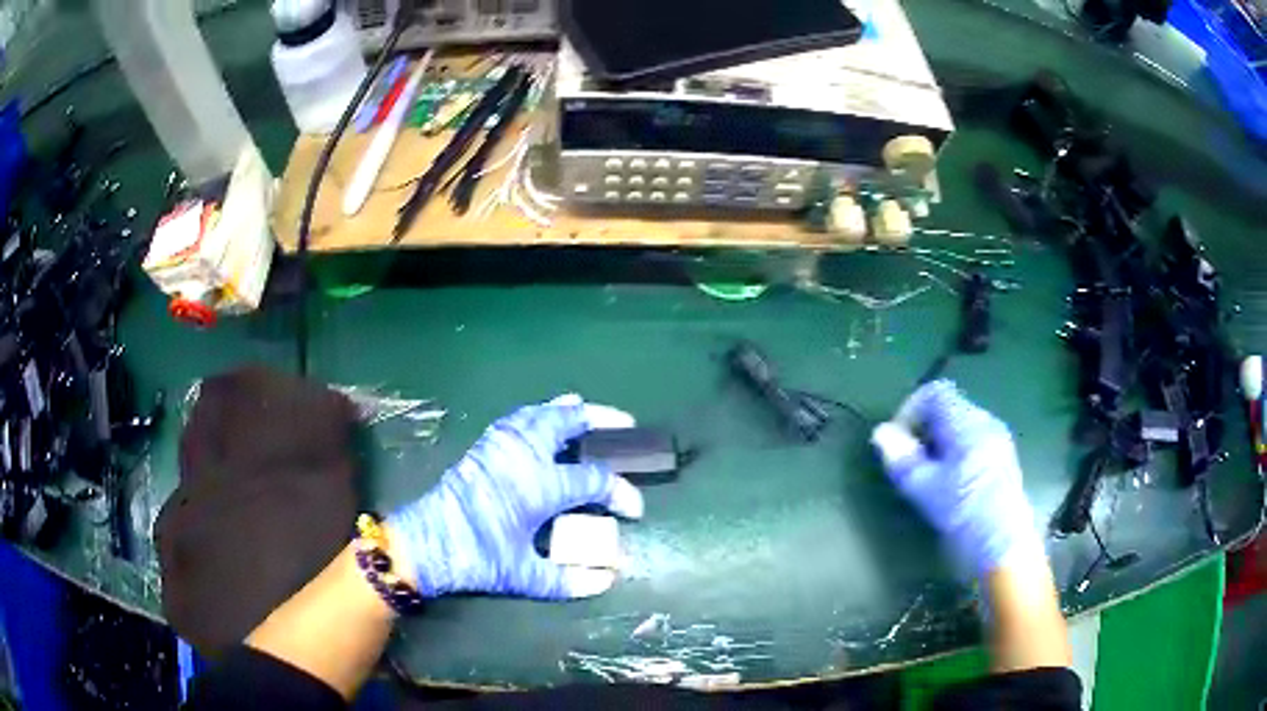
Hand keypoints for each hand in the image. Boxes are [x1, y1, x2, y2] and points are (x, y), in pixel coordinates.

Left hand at [388, 394, 644, 599]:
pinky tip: (544, 418)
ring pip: (540, 413)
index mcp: (539, 486)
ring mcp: (500, 445)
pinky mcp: (483, 446)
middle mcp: (523, 455)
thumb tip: (607, 580)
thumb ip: (568, 580)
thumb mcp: (524, 577)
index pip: (594, 480)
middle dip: (602, 420)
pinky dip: (539, 413)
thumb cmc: (477, 558)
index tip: (634, 510)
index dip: (621, 493)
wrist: (426, 542)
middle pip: (568, 423)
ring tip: (587, 412)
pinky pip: (518, 418)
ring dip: (569, 411)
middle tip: (625, 425)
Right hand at [870, 380, 1038, 576]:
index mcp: (967, 422)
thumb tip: (881, 434)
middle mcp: (986, 422)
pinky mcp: (1004, 462)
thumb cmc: (963, 513)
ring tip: (928, 478)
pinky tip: (951, 487)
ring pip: (961, 429)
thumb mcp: (925, 489)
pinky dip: (956, 455)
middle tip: (910, 464)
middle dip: (923, 431)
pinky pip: (974, 444)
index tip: (897, 443)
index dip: (909, 411)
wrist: (1004, 546)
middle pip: (948, 410)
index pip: (935, 393)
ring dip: (939, 446)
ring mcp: (999, 441)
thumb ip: (902, 459)